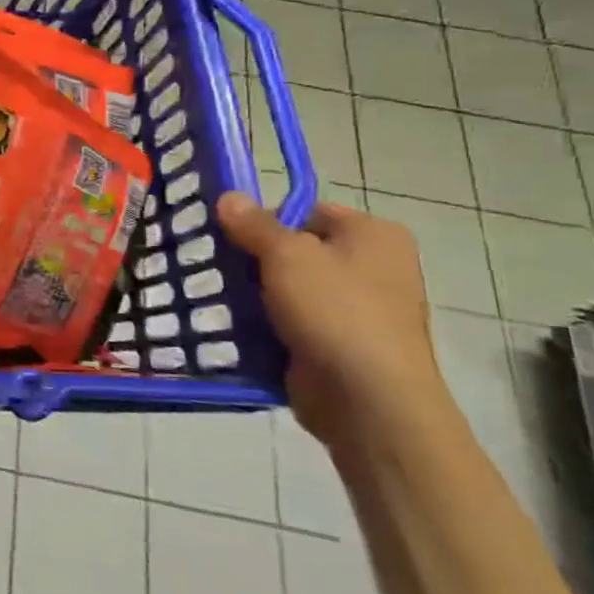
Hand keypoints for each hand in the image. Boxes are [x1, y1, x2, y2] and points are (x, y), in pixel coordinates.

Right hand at [215, 193, 448, 445]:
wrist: (368, 399)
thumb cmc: (335, 311)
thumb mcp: (286, 255)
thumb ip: (253, 224)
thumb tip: (228, 195)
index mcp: (374, 235)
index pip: (307, 212)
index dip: (267, 220)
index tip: (231, 236)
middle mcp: (374, 267)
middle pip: (297, 250)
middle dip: (256, 259)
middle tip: (218, 266)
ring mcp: (360, 309)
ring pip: (290, 288)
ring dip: (256, 293)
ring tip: (219, 295)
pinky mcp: (341, 343)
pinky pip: (293, 321)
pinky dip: (267, 323)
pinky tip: (237, 325)